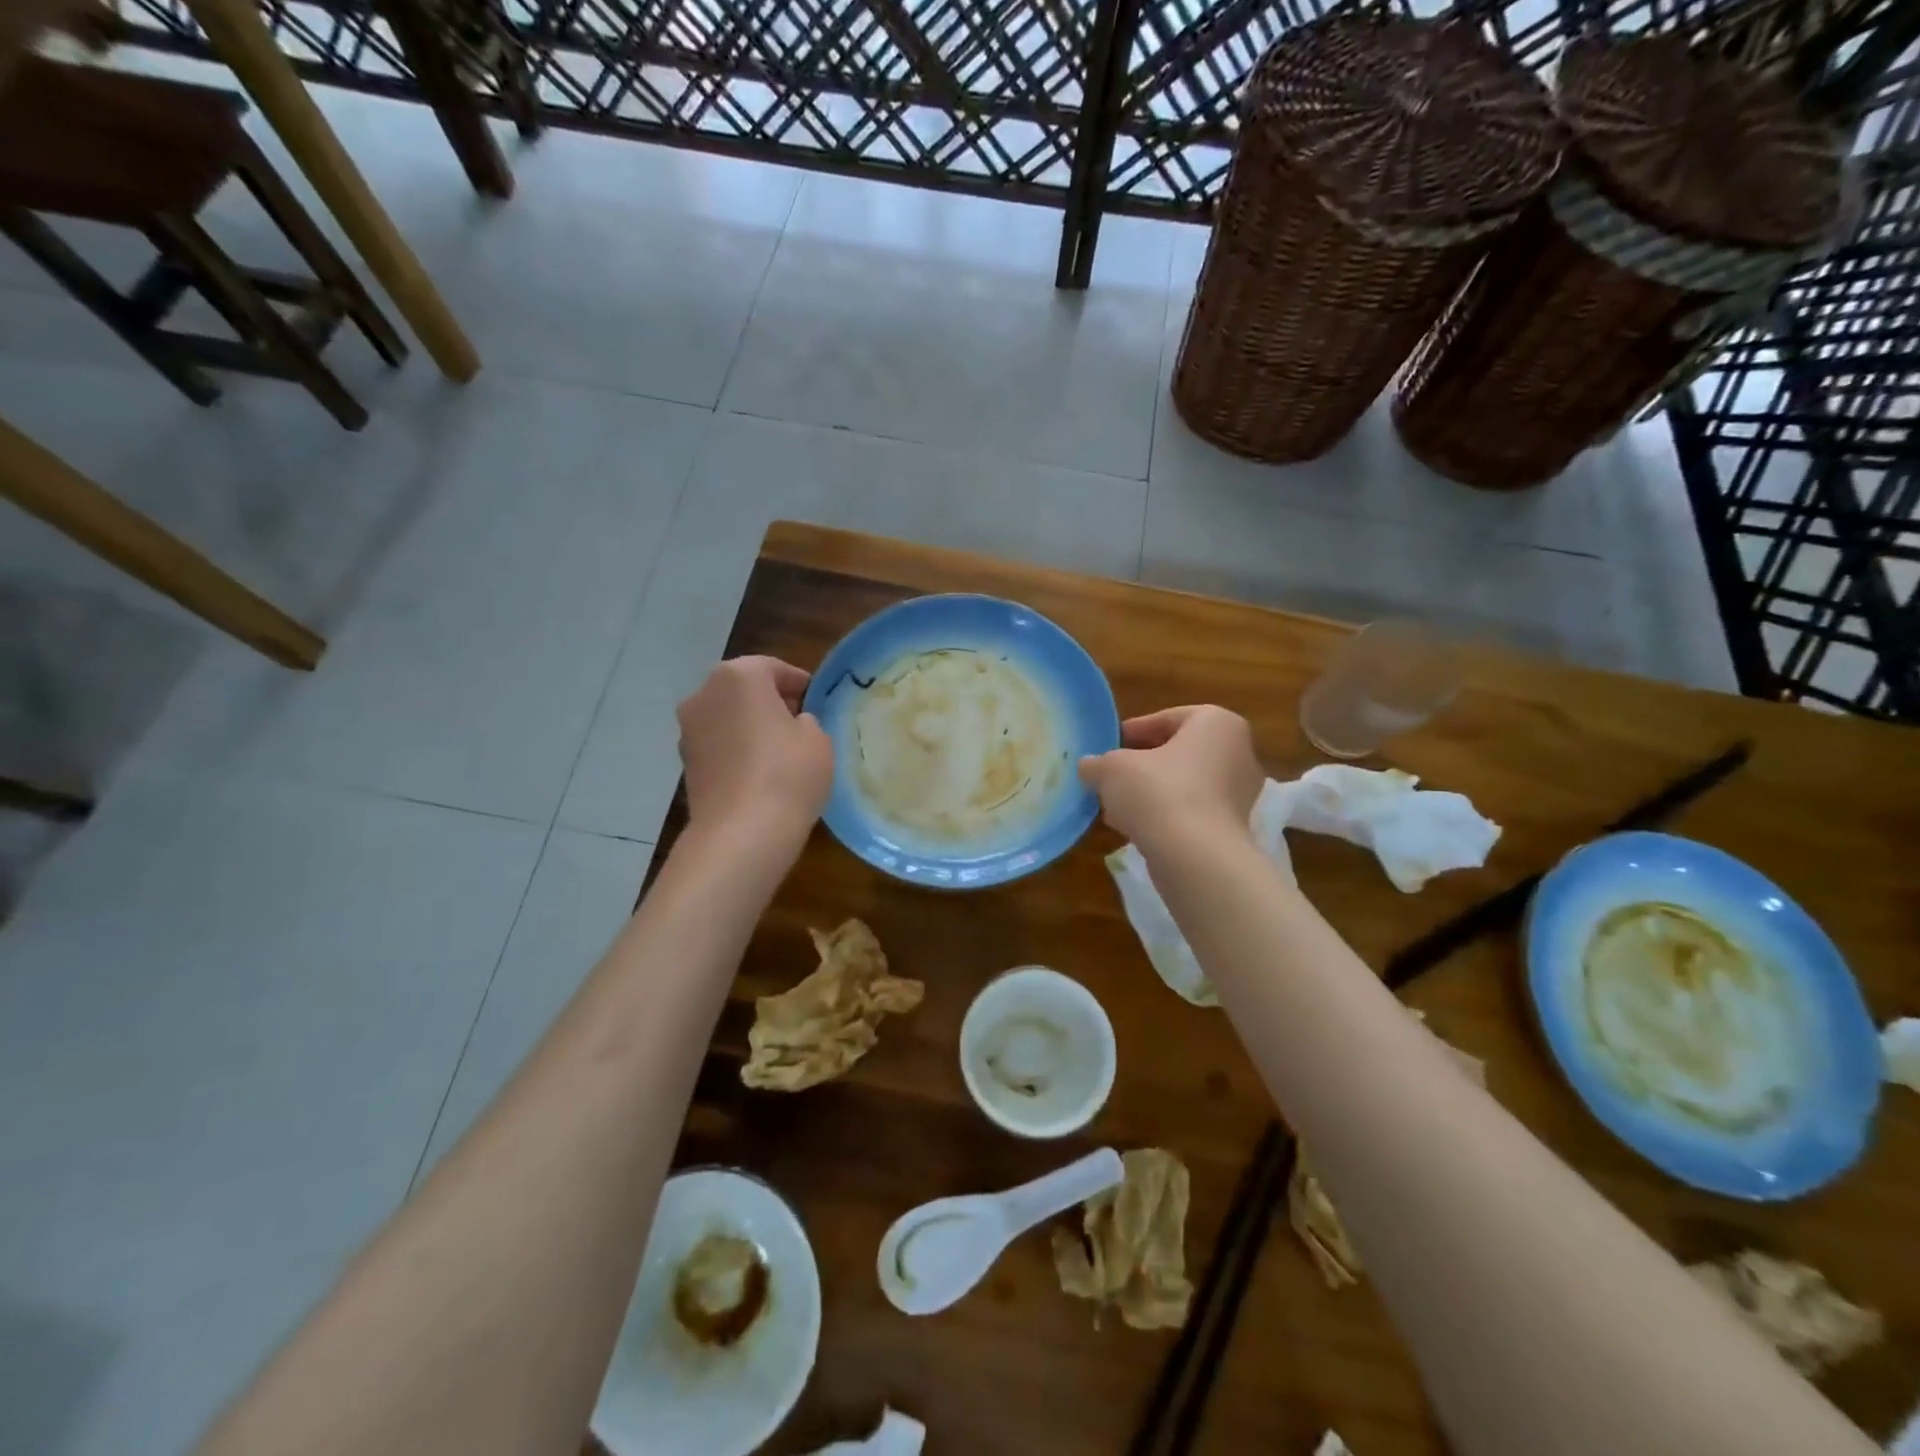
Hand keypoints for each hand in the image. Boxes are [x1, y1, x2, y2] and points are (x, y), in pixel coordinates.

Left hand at [677, 657, 832, 841]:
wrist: (741, 832)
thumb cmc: (787, 772)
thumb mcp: (818, 739)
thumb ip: (806, 721)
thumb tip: (793, 724)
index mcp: (739, 676)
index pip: (773, 668)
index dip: (798, 683)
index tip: (816, 700)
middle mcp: (705, 694)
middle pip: (744, 689)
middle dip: (770, 702)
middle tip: (799, 723)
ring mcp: (688, 730)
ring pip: (727, 718)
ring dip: (749, 727)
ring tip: (780, 752)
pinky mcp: (685, 763)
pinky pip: (718, 746)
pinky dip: (736, 751)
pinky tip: (759, 774)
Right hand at [1078, 705, 1262, 851]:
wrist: (1194, 856)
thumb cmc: (1157, 792)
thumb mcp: (1112, 768)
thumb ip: (1097, 763)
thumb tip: (1088, 766)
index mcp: (1216, 723)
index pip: (1167, 719)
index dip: (1132, 732)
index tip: (1108, 747)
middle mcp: (1237, 752)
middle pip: (1177, 753)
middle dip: (1141, 765)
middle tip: (1109, 776)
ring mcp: (1239, 793)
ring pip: (1183, 784)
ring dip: (1149, 793)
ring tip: (1115, 806)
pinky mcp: (1232, 828)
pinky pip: (1191, 812)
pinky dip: (1164, 816)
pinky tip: (1133, 828)